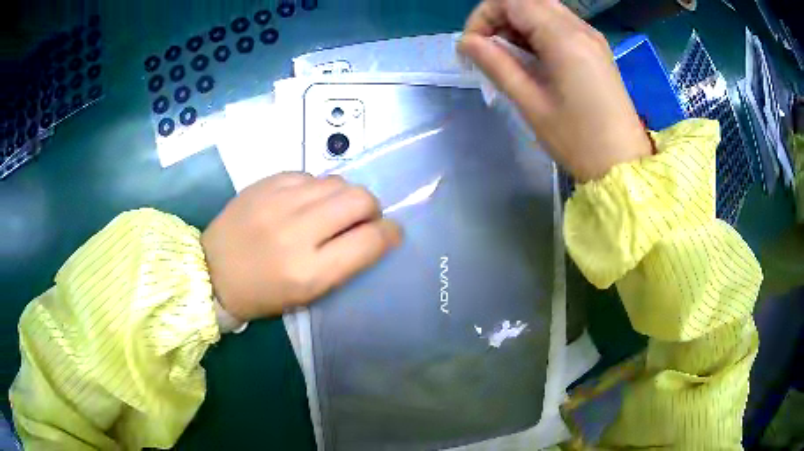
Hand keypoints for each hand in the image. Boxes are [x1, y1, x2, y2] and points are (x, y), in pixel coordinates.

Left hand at [201, 173, 401, 320]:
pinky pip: (310, 175)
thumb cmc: (262, 293)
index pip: (369, 241)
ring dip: (345, 196)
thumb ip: (344, 263)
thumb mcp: (307, 294)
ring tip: (332, 210)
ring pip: (337, 182)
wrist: (211, 270)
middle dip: (372, 208)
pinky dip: (317, 188)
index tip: (391, 232)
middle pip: (359, 199)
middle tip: (362, 219)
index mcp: (310, 272)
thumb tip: (373, 232)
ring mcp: (279, 202)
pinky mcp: (266, 183)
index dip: (390, 233)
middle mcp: (297, 232)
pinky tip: (305, 202)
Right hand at [459, 0, 651, 181]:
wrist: (623, 164)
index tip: (472, 47)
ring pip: (544, 10)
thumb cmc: (577, 140)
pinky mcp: (596, 49)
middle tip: (489, 49)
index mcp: (564, 38)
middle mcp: (580, 27)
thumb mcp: (531, 103)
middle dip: (500, 18)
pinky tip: (533, 58)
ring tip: (508, 56)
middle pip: (528, 0)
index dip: (483, 16)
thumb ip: (496, 64)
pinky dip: (537, 32)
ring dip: (518, 24)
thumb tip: (466, 42)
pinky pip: (560, 24)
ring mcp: (592, 37)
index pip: (511, 1)